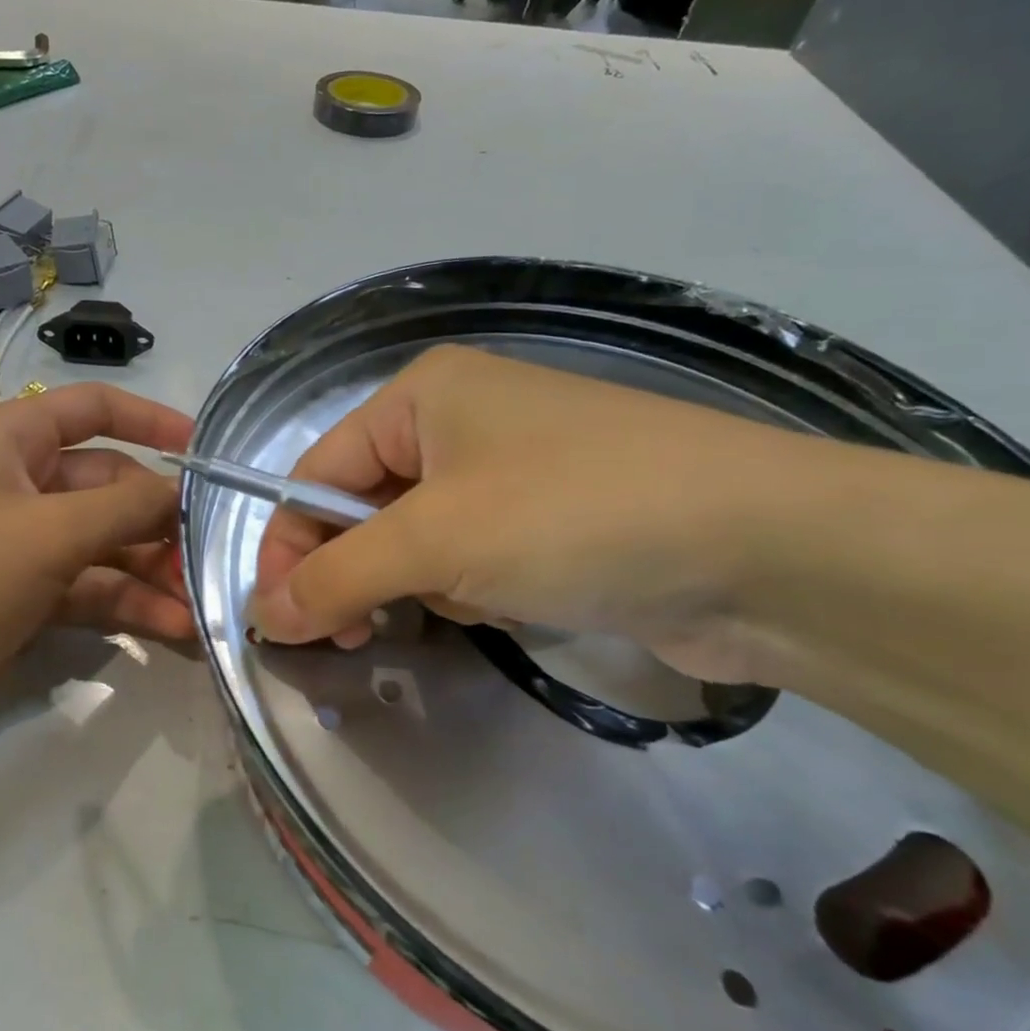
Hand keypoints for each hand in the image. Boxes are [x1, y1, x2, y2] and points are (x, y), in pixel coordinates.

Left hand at [0, 383, 193, 760]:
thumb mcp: (45, 533)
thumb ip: (126, 508)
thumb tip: (183, 490)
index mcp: (10, 441)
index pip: (93, 409)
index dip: (152, 420)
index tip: (205, 451)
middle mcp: (18, 485)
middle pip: (109, 486)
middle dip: (159, 518)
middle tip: (208, 554)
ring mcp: (20, 547)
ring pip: (104, 545)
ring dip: (151, 571)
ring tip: (198, 603)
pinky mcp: (22, 602)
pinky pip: (89, 590)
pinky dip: (128, 605)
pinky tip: (172, 629)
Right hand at [249, 345, 836, 684]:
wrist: (766, 550)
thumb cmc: (573, 515)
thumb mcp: (435, 540)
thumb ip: (335, 576)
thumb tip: (262, 618)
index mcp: (421, 396)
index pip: (317, 471)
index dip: (289, 547)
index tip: (278, 623)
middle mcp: (459, 422)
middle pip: (364, 506)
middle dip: (359, 571)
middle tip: (355, 634)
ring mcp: (509, 471)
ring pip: (416, 540)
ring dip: (422, 583)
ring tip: (467, 602)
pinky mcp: (549, 520)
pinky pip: (470, 557)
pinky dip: (471, 589)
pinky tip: (509, 605)